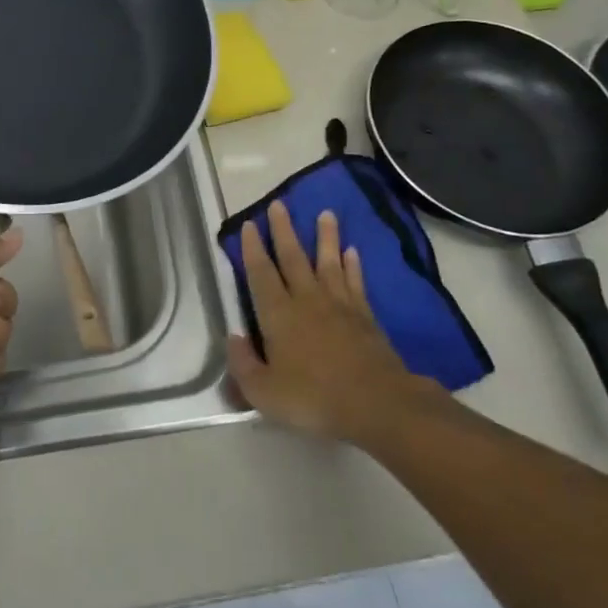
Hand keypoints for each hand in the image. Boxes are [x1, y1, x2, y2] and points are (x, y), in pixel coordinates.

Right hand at [226, 200, 428, 445]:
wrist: (375, 403)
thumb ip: (243, 365)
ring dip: (325, 237)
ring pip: (328, 262)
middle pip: (293, 257)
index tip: (250, 224)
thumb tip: (233, 337)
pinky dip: (353, 265)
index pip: (260, 274)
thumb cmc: (313, 398)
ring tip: (326, 213)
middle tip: (279, 204)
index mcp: (278, 315)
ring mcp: (339, 304)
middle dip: (283, 230)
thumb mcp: (264, 393)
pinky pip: (355, 282)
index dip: (253, 249)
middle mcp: (306, 300)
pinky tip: (352, 251)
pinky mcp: (364, 315)